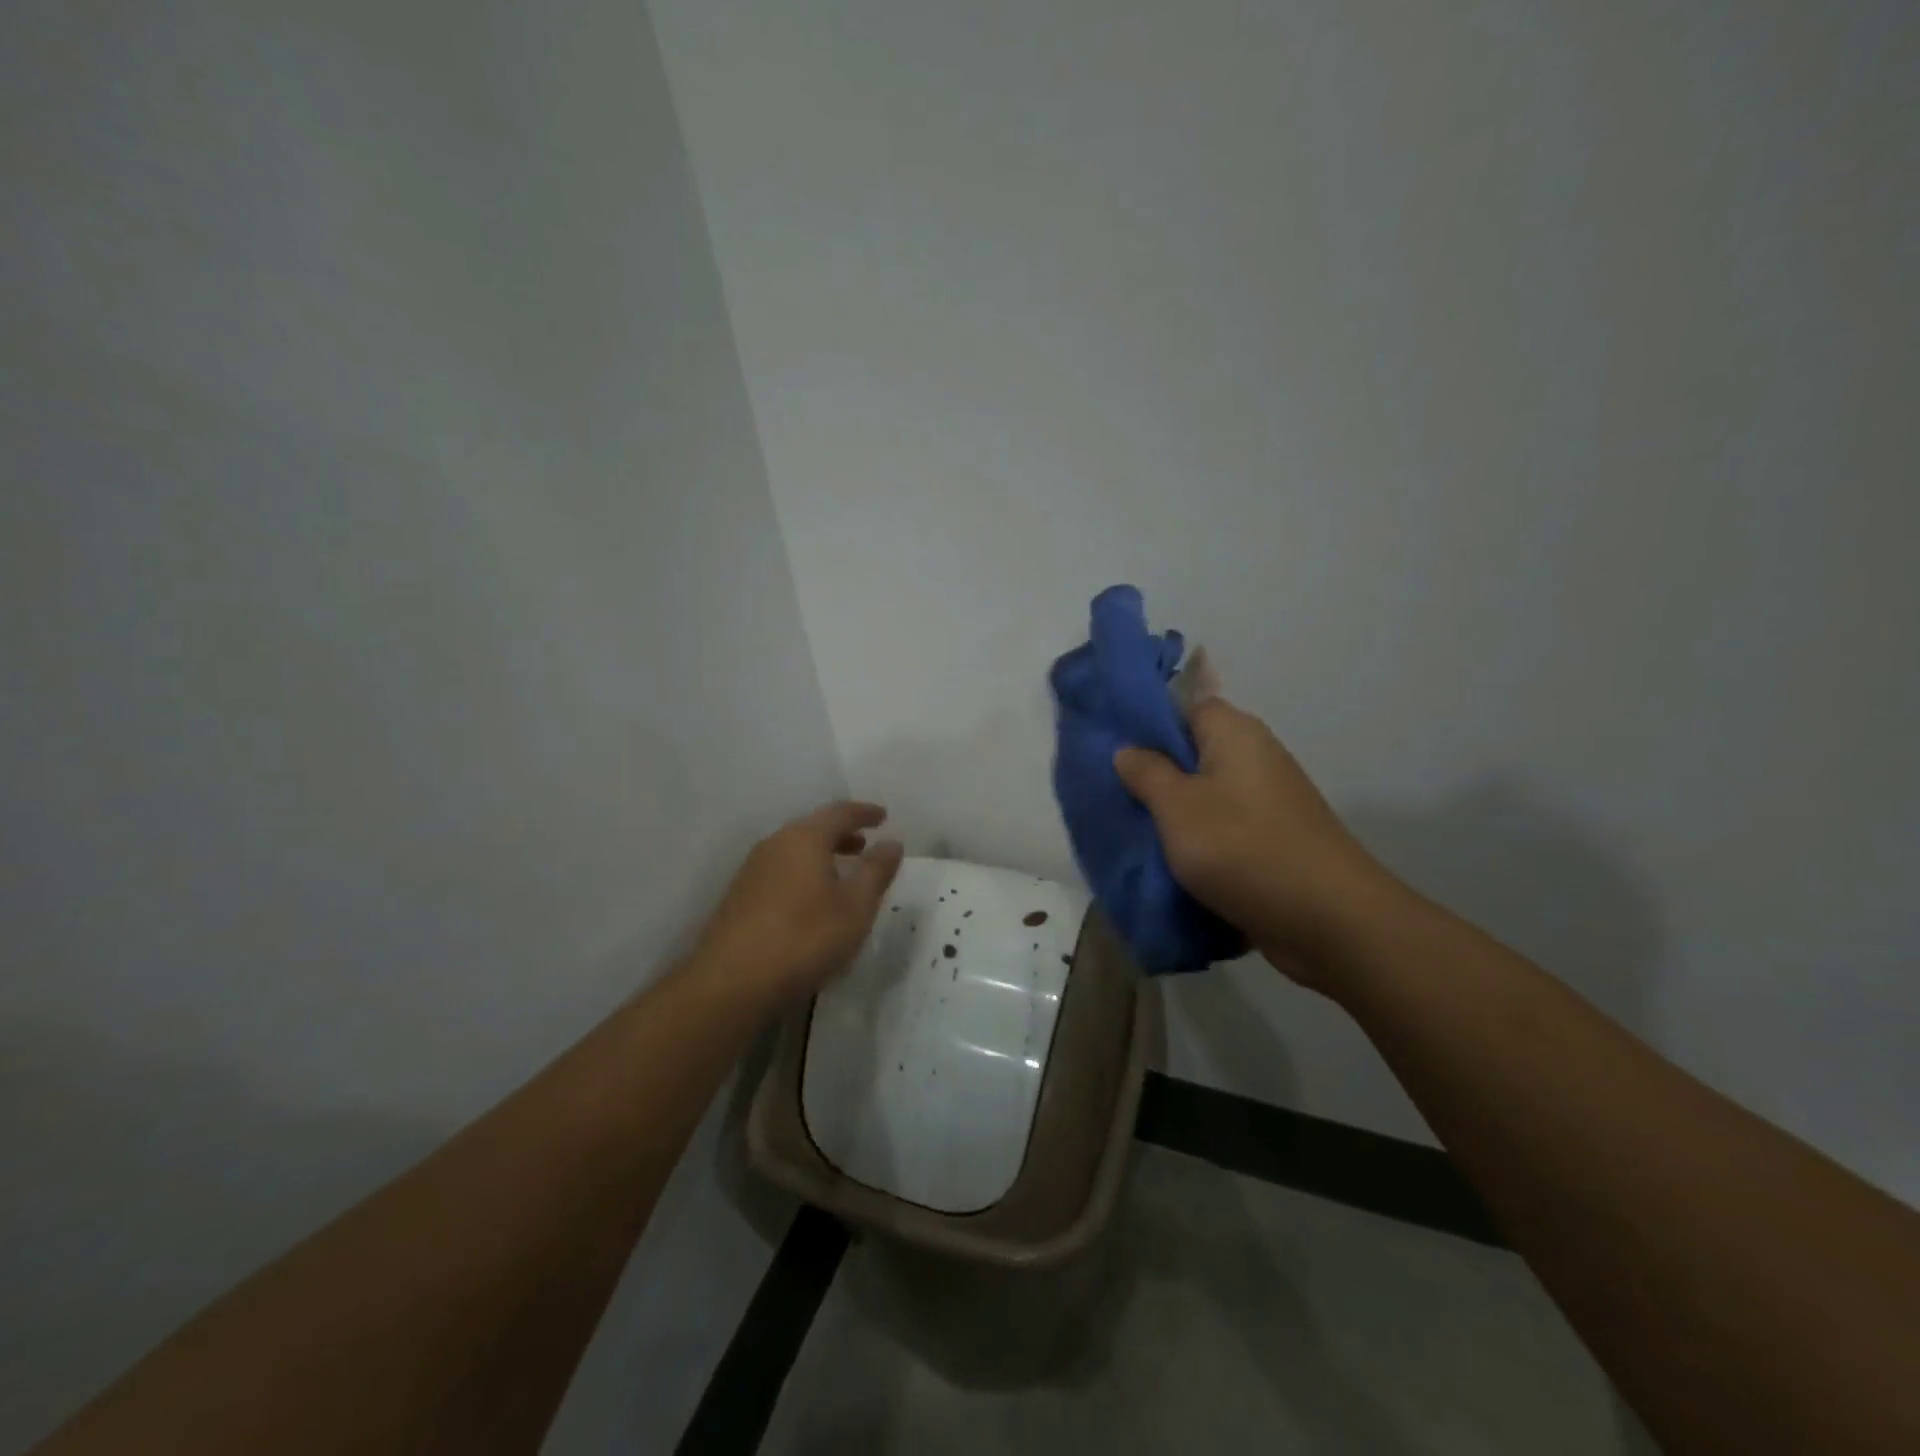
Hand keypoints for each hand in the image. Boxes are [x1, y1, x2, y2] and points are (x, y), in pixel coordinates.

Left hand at [690, 801, 904, 1002]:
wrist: (731, 982)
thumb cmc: (804, 938)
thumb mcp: (855, 907)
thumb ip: (876, 871)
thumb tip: (892, 843)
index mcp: (805, 838)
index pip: (839, 813)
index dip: (864, 812)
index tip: (883, 816)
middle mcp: (775, 844)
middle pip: (813, 828)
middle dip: (841, 833)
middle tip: (864, 844)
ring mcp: (752, 870)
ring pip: (794, 850)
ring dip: (821, 854)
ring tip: (841, 872)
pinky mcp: (740, 897)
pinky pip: (780, 870)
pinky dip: (803, 872)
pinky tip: (811, 900)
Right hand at [1114, 698, 1390, 984]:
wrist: (1329, 922)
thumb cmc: (1243, 848)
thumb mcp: (1177, 806)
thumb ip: (1146, 772)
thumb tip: (1128, 749)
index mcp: (1234, 734)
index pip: (1183, 706)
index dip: (1146, 723)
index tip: (1109, 747)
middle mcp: (1254, 759)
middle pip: (1191, 754)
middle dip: (1151, 775)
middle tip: (1110, 794)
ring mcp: (1266, 803)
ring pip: (1203, 797)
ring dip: (1171, 816)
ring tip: (1130, 831)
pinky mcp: (1270, 843)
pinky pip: (1220, 832)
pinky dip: (1195, 844)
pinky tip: (1164, 863)